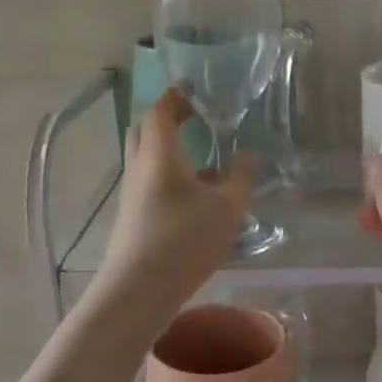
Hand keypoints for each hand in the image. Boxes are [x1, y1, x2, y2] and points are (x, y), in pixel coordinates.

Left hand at [96, 89, 254, 310]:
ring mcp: (132, 192)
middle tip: (196, 117)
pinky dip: (169, 173)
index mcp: (159, 153)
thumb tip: (249, 154)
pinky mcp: (132, 215)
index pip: (159, 110)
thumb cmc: (183, 240)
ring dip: (170, 148)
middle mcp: (140, 166)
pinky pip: (149, 180)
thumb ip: (240, 177)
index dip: (175, 96)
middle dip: (168, 117)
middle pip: (145, 129)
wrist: (137, 291)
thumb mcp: (225, 208)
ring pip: (146, 157)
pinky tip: (196, 194)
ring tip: (204, 156)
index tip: (194, 90)